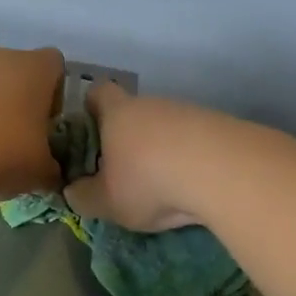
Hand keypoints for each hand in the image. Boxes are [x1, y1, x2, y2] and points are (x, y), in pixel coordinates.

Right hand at [66, 82, 233, 230]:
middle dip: (127, 138)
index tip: (88, 130)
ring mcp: (190, 112)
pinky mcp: (220, 127)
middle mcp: (153, 104)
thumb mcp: (106, 201)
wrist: (223, 172)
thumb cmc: (148, 181)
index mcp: (118, 113)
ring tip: (162, 185)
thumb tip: (72, 191)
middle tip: (122, 172)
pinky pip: (195, 140)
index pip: (98, 93)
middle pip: (134, 112)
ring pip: (166, 127)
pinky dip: (189, 159)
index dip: (90, 108)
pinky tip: (192, 185)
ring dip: (161, 150)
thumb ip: (83, 197)